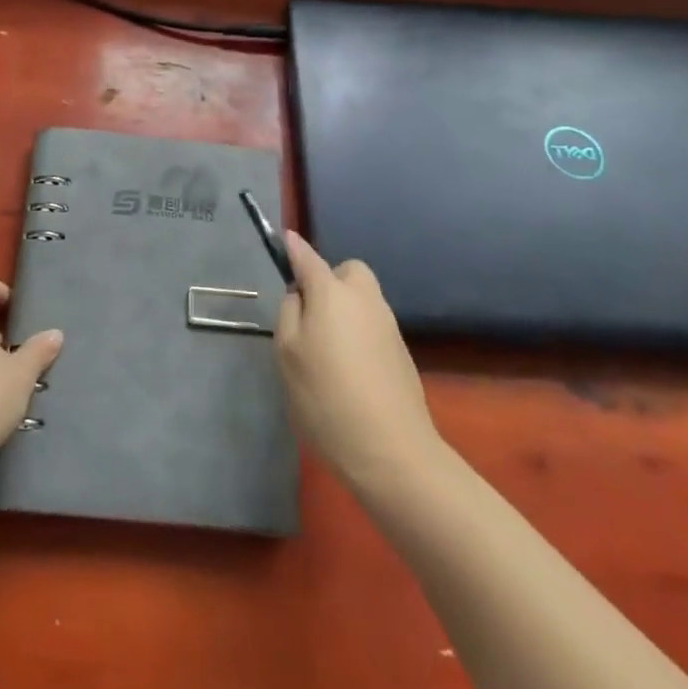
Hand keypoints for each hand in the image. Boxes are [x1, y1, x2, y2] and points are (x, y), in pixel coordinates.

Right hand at [275, 232, 442, 495]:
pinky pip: (372, 325)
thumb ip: (290, 312)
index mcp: (332, 293)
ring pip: (361, 300)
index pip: (308, 258)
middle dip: (329, 282)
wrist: (391, 450)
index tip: (285, 238)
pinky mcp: (401, 352)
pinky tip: (348, 371)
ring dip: (344, 309)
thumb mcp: (287, 353)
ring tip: (325, 351)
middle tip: (310, 316)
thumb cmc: (326, 397)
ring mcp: (388, 325)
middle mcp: (364, 299)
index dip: (294, 248)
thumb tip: (300, 293)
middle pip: (347, 273)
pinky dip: (358, 334)